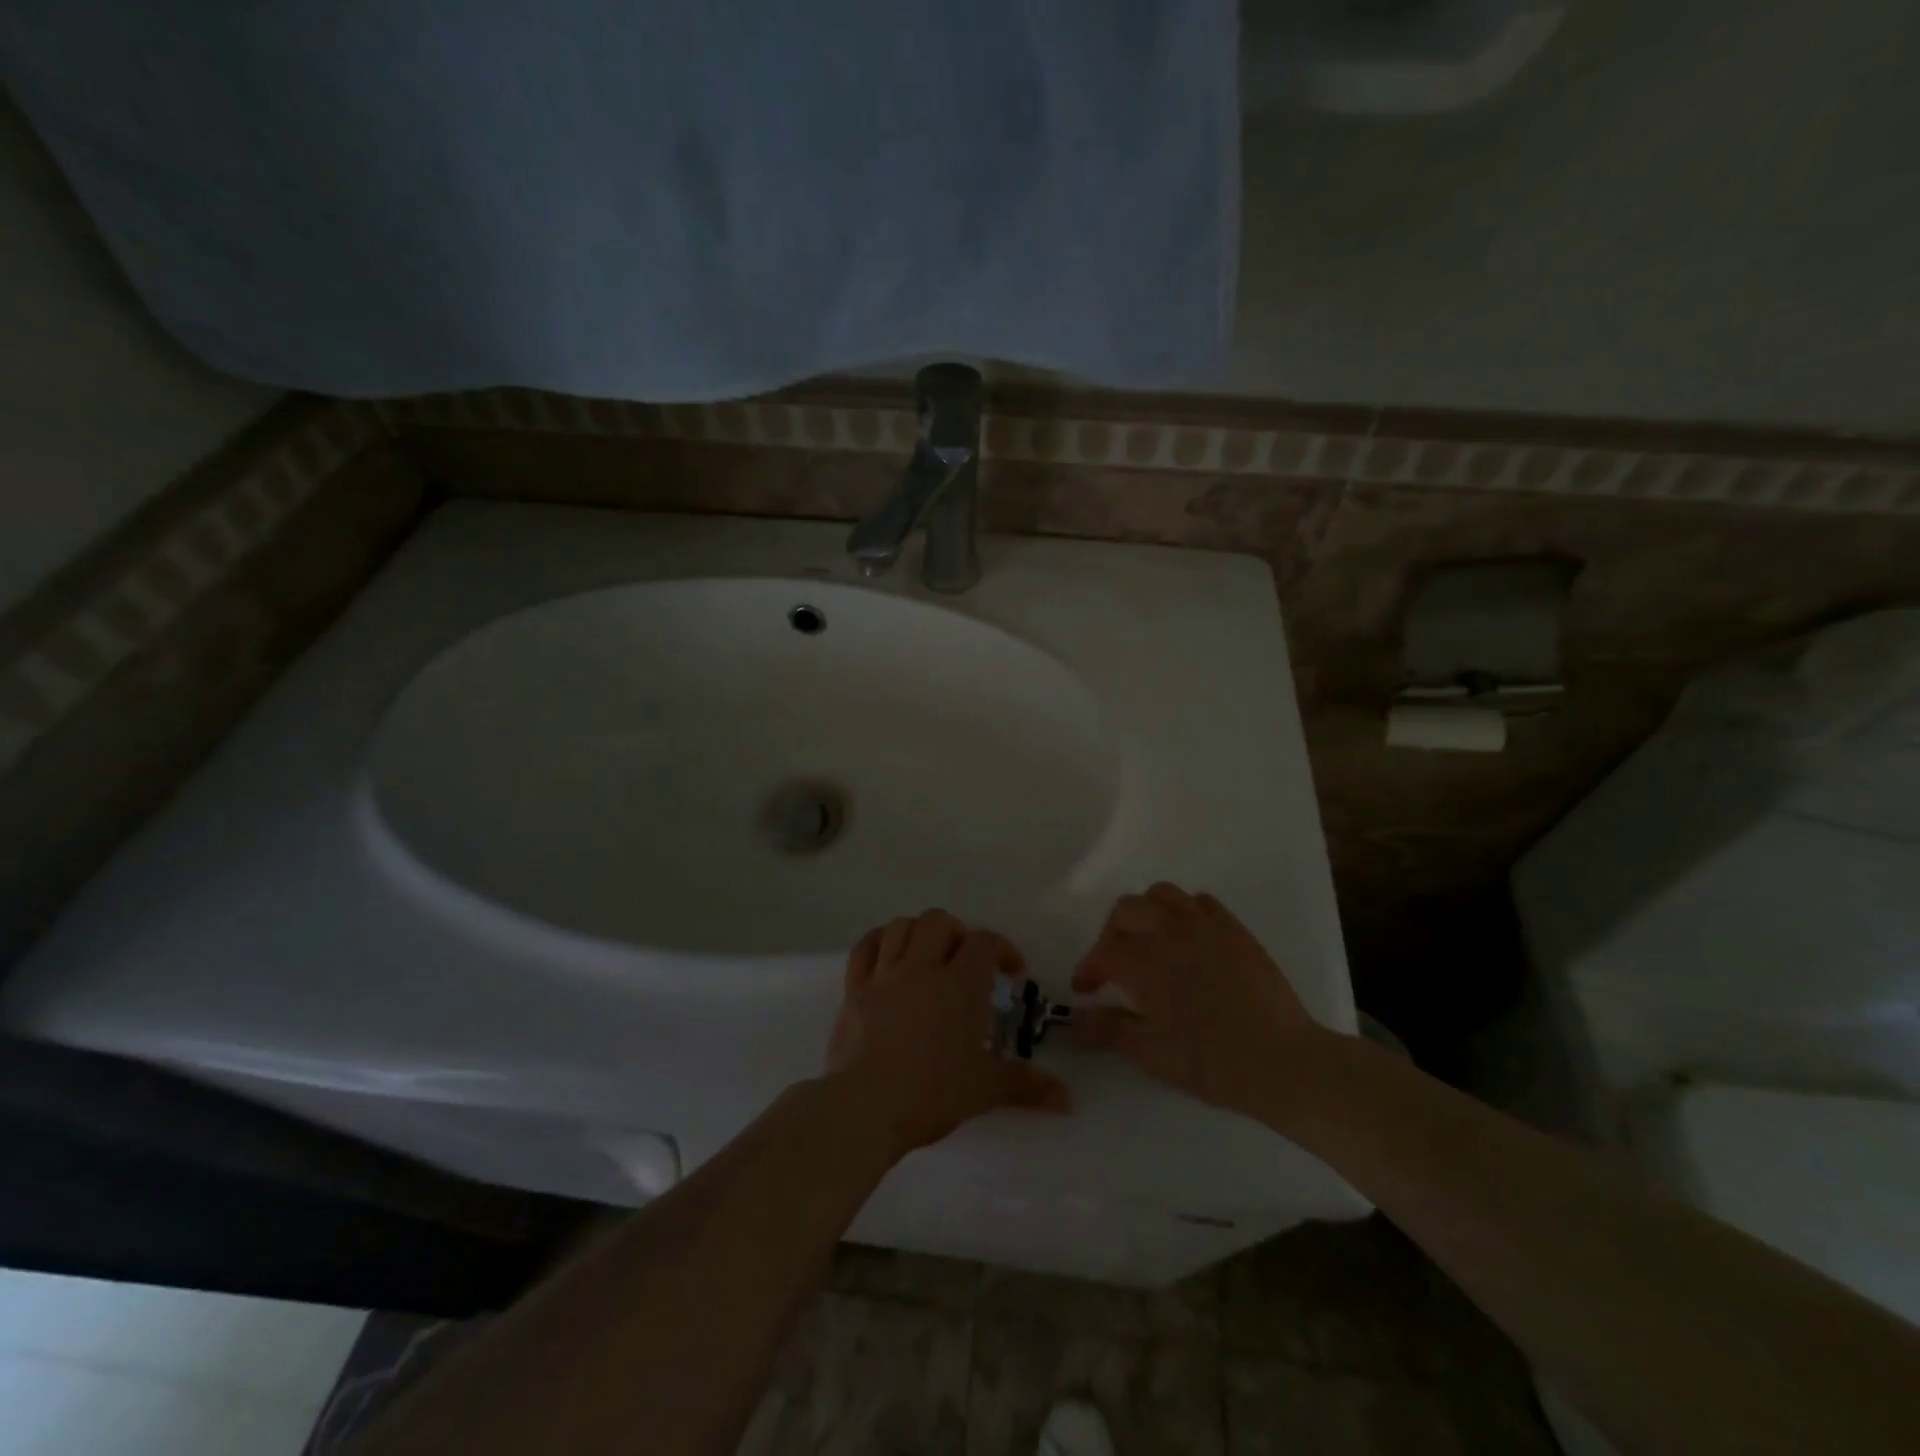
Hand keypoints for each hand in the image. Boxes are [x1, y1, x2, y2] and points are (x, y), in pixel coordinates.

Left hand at [828, 909, 1069, 1158]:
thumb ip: (1027, 1086)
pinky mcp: (854, 989)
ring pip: (901, 926)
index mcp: (960, 985)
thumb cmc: (932, 1093)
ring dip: (919, 932)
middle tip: (966, 961)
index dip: (1003, 948)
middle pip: (939, 921)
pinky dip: (878, 941)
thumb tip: (1067, 1100)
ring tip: (929, 954)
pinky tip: (888, 953)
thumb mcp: (985, 1090)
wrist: (865, 1107)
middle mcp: (922, 967)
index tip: (1012, 972)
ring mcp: (884, 975)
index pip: (985, 942)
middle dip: (958, 933)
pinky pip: (864, 947)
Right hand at [1072, 883, 1338, 1124]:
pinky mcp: (1234, 929)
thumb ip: (1108, 1030)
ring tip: (1149, 941)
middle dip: (1111, 934)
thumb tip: (1076, 1019)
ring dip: (1145, 913)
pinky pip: (1200, 901)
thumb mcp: (1151, 1054)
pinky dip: (1183, 911)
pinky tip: (1187, 938)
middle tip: (1114, 965)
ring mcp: (1205, 925)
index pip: (1102, 952)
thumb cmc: (1212, 1062)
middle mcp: (1170, 932)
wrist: (1283, 1061)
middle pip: (1125, 910)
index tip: (1085, 989)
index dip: (1088, 969)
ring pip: (1161, 894)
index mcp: (1145, 962)